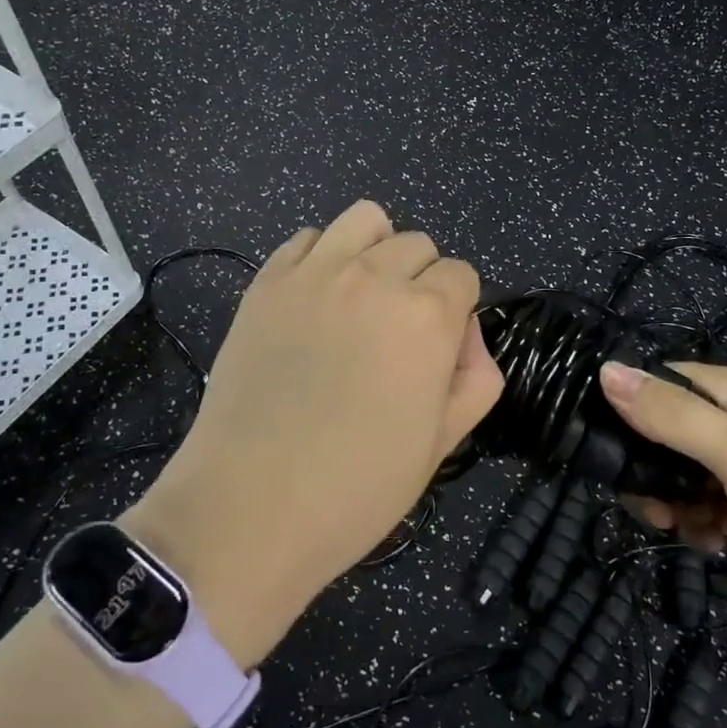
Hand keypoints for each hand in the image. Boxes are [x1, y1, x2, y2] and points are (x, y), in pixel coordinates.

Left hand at [123, 202, 502, 665]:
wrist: (250, 508)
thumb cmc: (358, 487)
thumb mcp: (443, 444)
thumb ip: (476, 376)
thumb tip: (466, 331)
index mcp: (427, 315)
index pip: (462, 275)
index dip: (458, 309)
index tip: (438, 347)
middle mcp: (375, 277)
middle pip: (418, 244)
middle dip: (421, 280)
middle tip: (398, 333)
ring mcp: (315, 273)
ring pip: (366, 219)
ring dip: (377, 248)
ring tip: (362, 295)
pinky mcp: (267, 282)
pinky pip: (307, 238)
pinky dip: (322, 256)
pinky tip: (316, 300)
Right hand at [599, 361, 726, 635]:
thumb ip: (672, 415)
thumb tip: (606, 370)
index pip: (664, 381)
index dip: (629, 406)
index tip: (602, 447)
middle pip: (675, 430)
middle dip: (652, 465)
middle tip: (646, 506)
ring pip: (696, 471)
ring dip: (678, 498)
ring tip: (677, 530)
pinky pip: (724, 504)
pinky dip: (709, 520)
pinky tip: (712, 545)